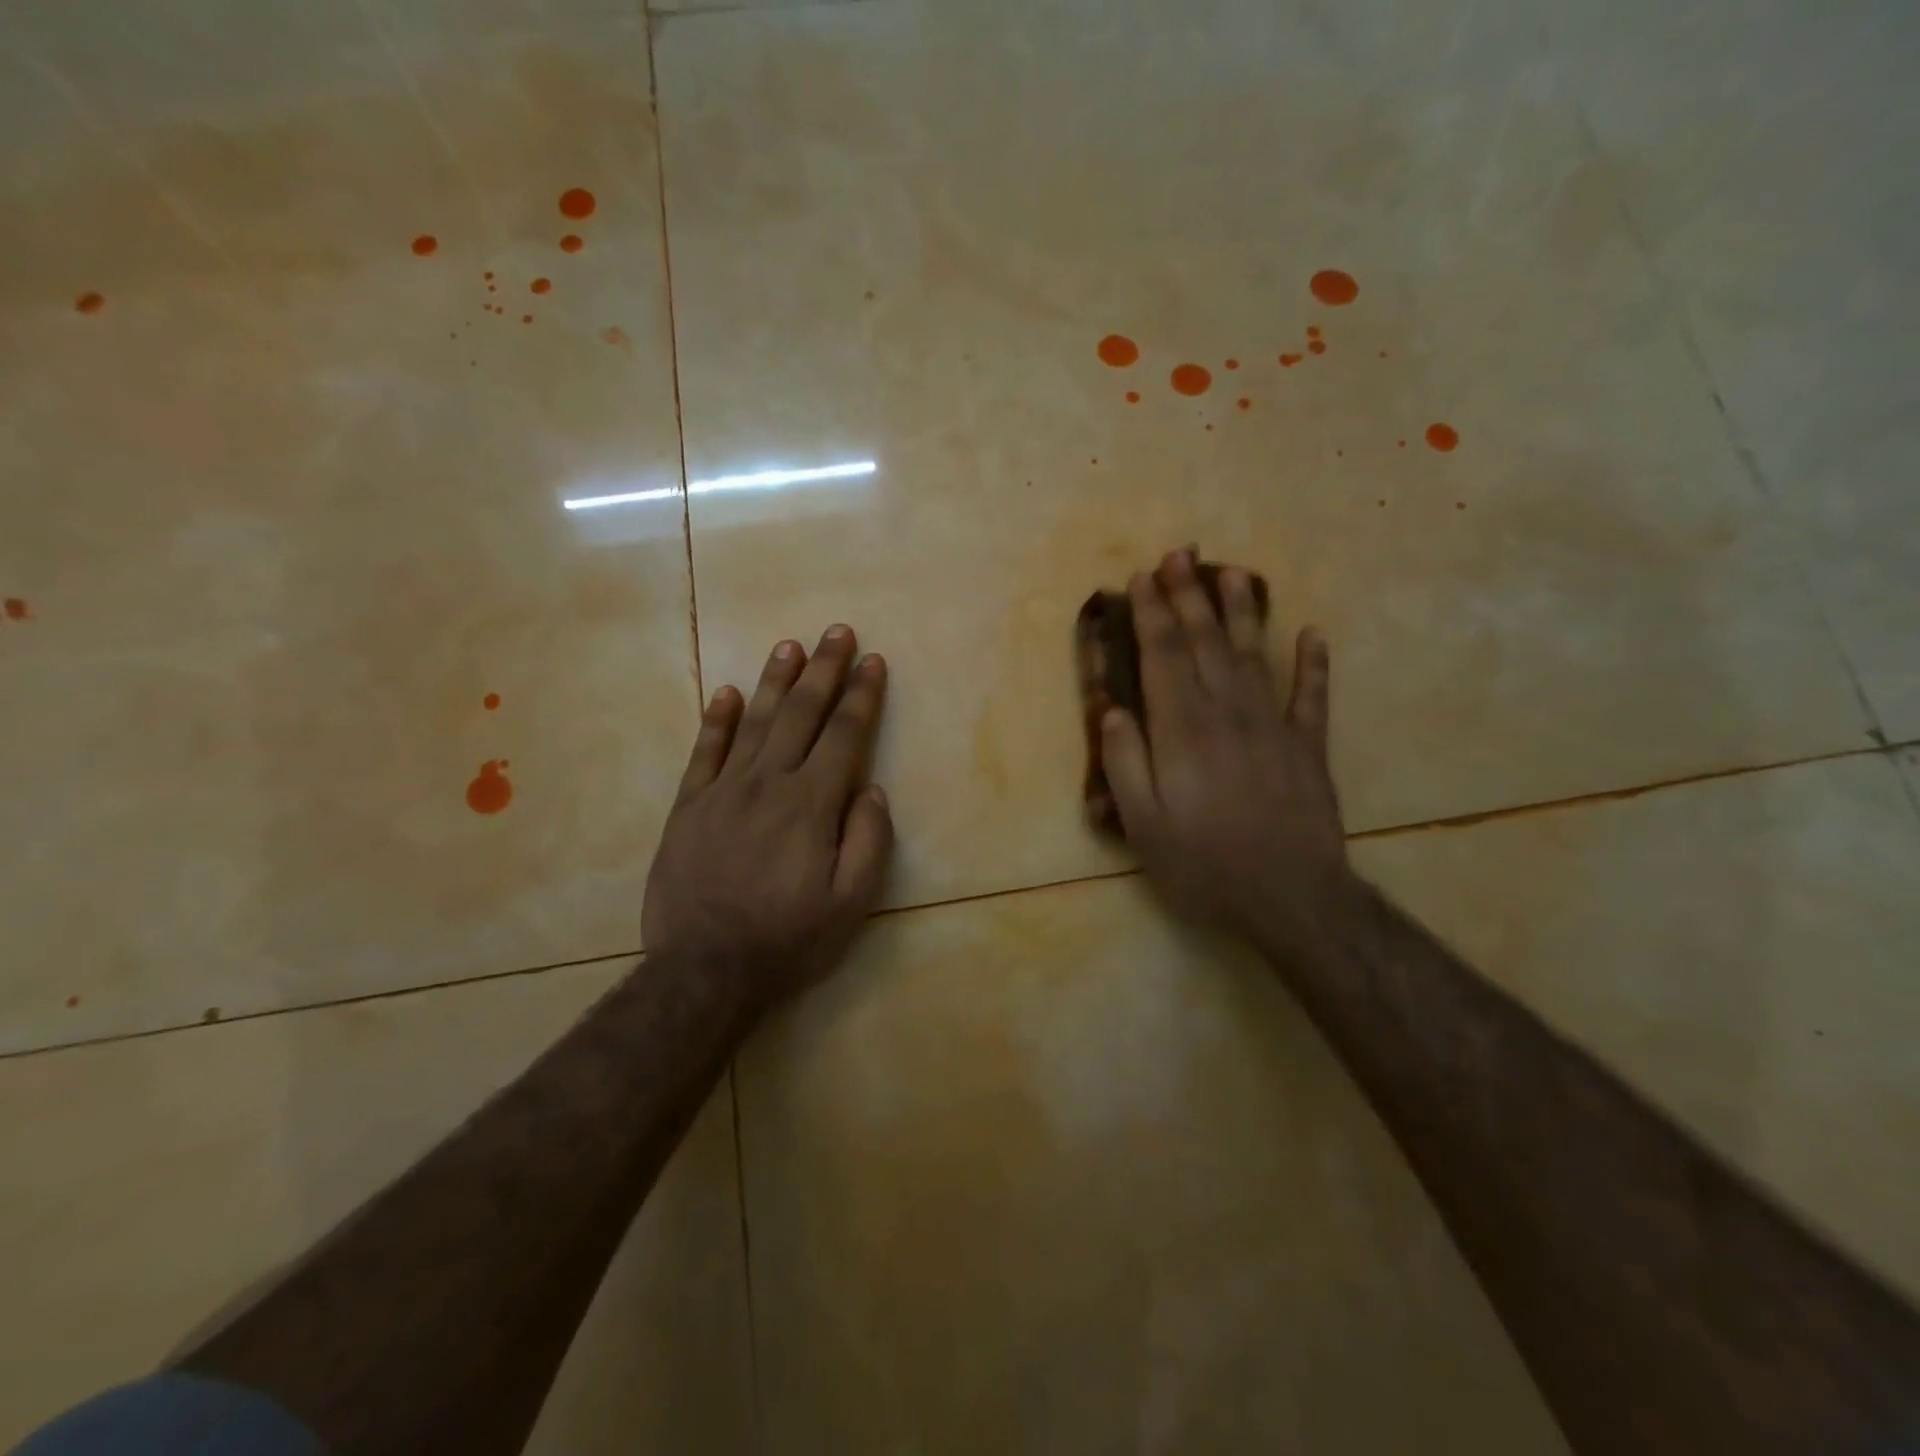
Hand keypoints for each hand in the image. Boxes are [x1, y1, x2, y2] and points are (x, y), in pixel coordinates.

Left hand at [642, 626, 892, 1014]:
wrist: (703, 970)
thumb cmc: (787, 938)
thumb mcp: (851, 904)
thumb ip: (869, 841)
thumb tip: (872, 789)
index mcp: (811, 804)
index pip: (843, 735)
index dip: (861, 696)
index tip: (872, 661)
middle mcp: (768, 783)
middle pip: (801, 714)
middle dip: (823, 670)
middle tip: (837, 631)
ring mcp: (723, 791)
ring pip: (755, 722)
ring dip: (776, 681)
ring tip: (790, 646)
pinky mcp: (689, 807)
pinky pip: (704, 752)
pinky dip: (717, 720)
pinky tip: (729, 693)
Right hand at [1101, 549, 1351, 955]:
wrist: (1291, 898)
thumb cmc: (1204, 865)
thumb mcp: (1144, 825)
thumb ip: (1126, 763)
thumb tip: (1113, 711)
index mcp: (1184, 730)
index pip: (1163, 657)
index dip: (1152, 614)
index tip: (1142, 578)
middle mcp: (1228, 713)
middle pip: (1205, 643)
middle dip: (1189, 596)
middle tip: (1180, 554)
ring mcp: (1275, 727)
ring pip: (1253, 655)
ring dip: (1242, 612)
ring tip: (1234, 572)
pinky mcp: (1309, 748)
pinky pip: (1313, 696)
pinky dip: (1314, 664)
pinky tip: (1312, 634)